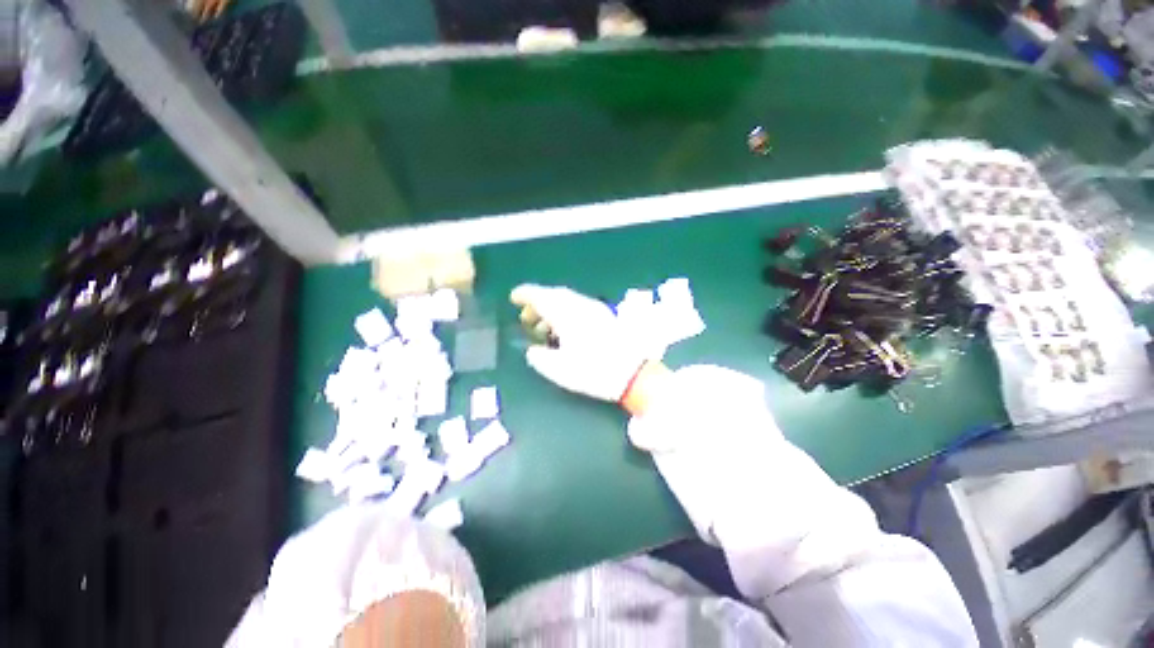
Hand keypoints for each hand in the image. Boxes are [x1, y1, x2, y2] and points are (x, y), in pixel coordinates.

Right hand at [510, 284, 653, 402]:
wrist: (633, 374)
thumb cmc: (594, 371)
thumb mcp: (560, 370)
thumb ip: (540, 358)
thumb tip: (533, 350)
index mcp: (568, 315)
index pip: (542, 297)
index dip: (526, 294)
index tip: (513, 297)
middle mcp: (581, 306)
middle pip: (555, 295)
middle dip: (538, 302)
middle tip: (526, 317)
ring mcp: (596, 310)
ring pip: (568, 301)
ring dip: (552, 308)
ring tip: (542, 327)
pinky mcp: (605, 317)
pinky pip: (578, 307)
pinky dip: (566, 312)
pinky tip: (564, 329)